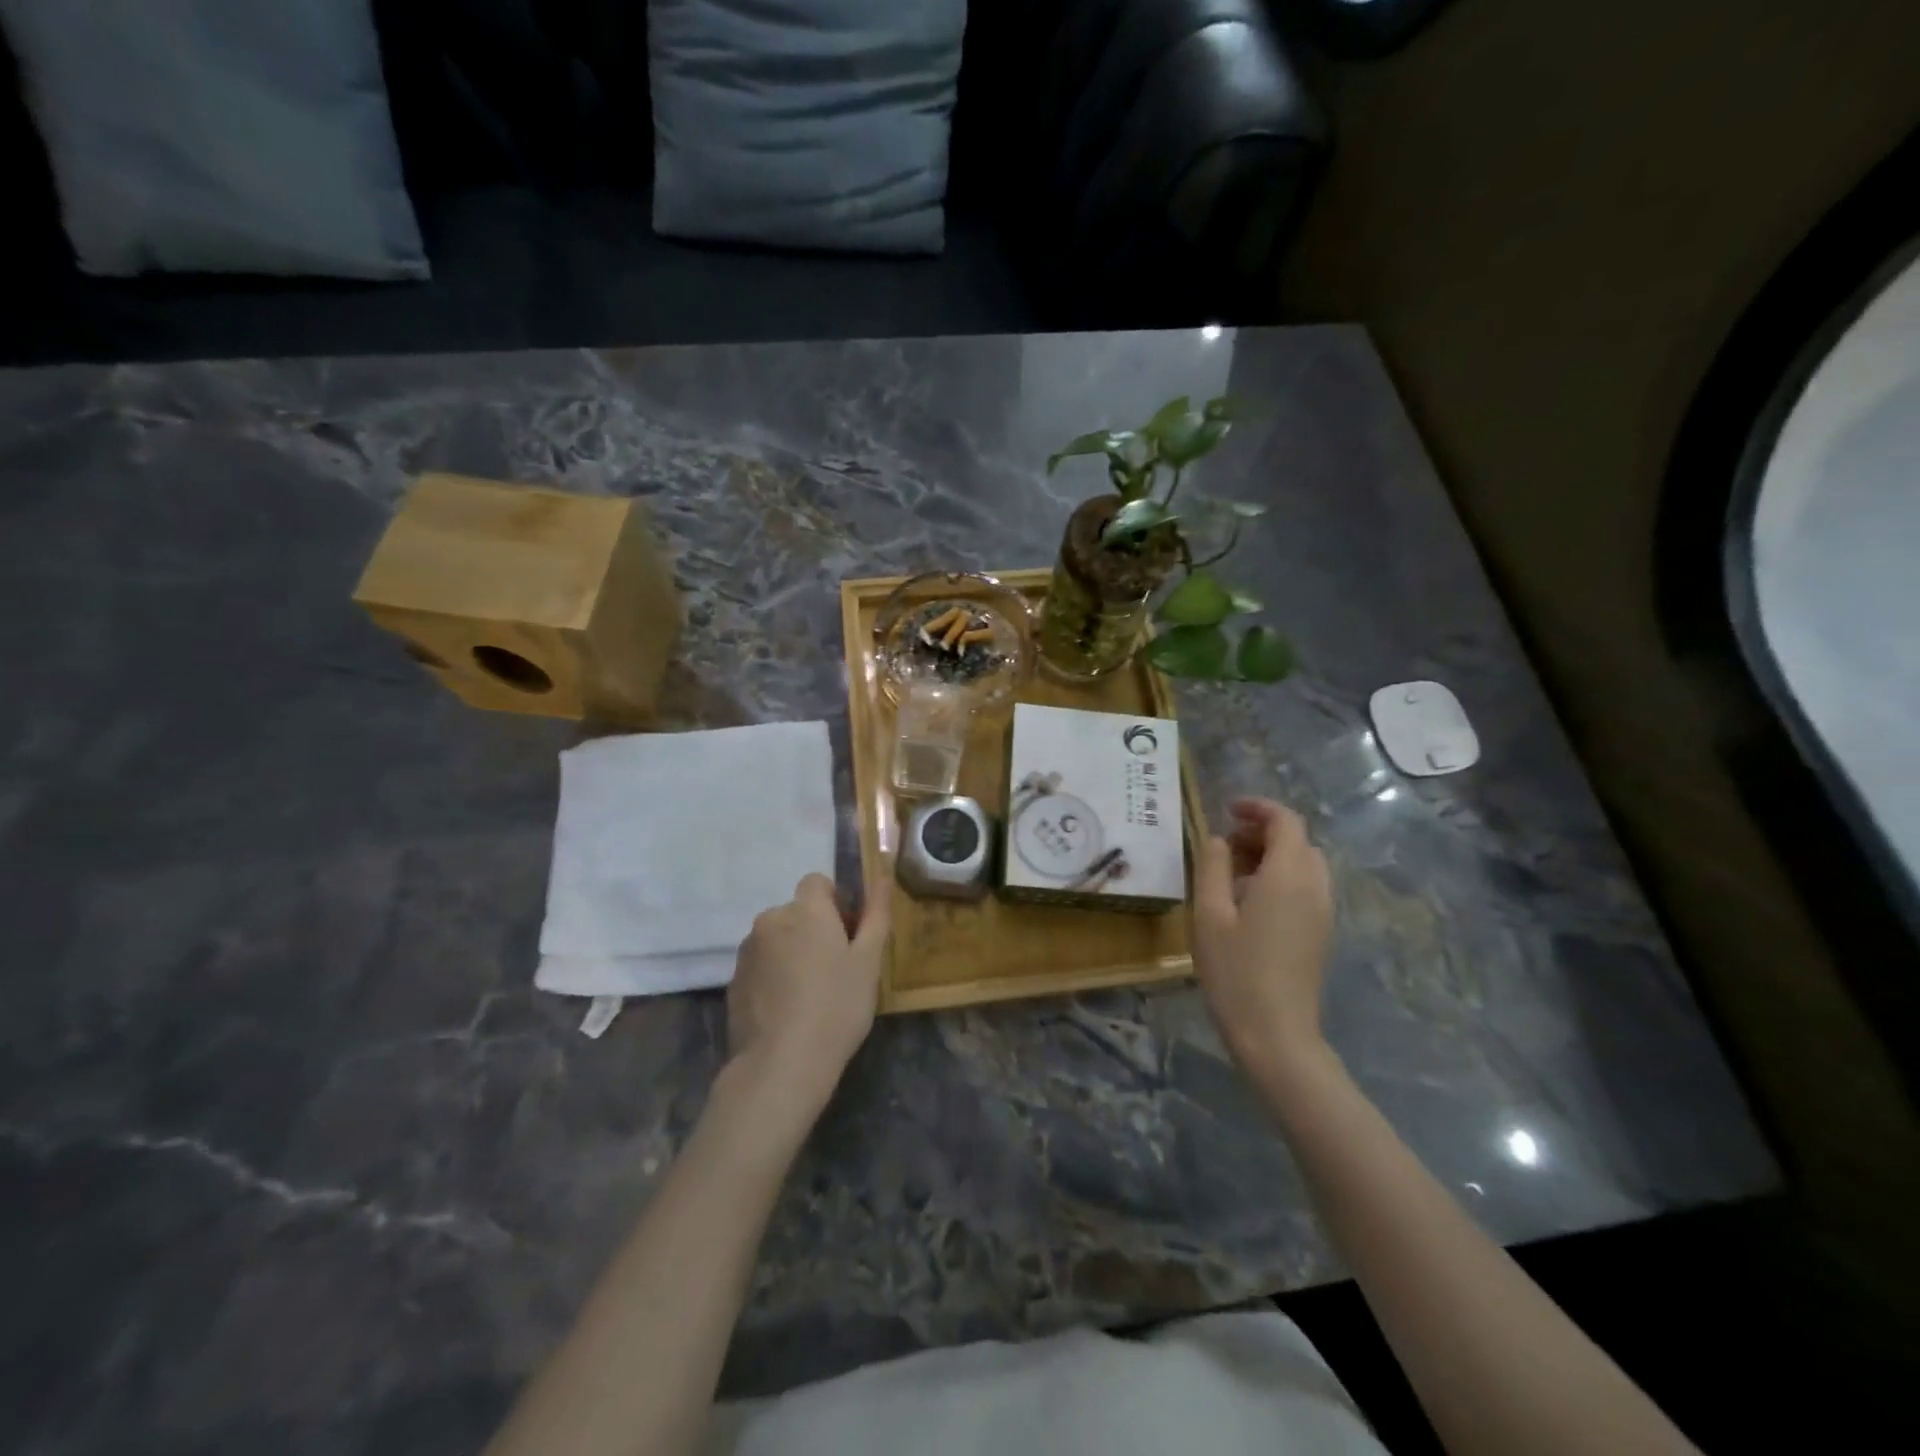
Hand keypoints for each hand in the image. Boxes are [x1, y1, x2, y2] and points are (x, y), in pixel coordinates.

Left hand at [725, 873, 889, 1121]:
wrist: (781, 1065)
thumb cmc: (837, 1007)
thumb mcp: (869, 961)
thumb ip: (876, 914)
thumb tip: (882, 877)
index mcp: (805, 910)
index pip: (818, 883)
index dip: (836, 903)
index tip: (849, 936)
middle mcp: (771, 920)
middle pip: (797, 911)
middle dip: (815, 929)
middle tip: (837, 969)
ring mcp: (747, 951)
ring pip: (778, 938)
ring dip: (794, 951)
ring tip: (811, 993)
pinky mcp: (734, 981)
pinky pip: (762, 964)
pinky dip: (775, 975)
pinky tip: (789, 1009)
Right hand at [1192, 798, 1335, 1091]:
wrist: (1276, 1034)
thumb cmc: (1235, 971)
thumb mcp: (1210, 914)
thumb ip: (1212, 867)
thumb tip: (1216, 838)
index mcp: (1288, 876)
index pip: (1285, 821)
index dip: (1258, 808)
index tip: (1227, 810)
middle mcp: (1314, 887)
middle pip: (1298, 841)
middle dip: (1262, 832)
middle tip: (1224, 846)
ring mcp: (1323, 912)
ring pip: (1304, 864)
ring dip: (1272, 855)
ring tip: (1232, 873)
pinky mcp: (1321, 933)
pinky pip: (1306, 887)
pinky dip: (1281, 877)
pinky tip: (1250, 902)